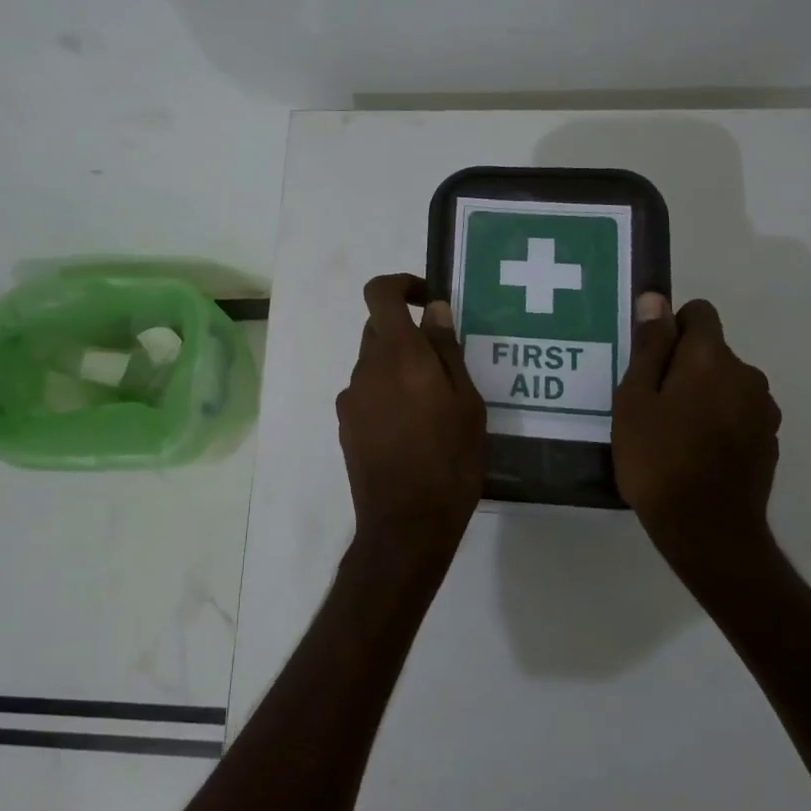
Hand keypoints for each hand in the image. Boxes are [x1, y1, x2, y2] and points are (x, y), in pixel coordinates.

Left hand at [336, 274, 487, 581]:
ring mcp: (351, 398)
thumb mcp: (465, 403)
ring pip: (374, 363)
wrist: (406, 525)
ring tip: (433, 405)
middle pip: (378, 329)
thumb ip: (446, 350)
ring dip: (399, 367)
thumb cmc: (449, 461)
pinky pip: (368, 392)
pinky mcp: (345, 425)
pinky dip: (387, 394)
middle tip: (443, 363)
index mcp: (398, 355)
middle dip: (407, 334)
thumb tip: (434, 309)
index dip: (400, 285)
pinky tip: (412, 429)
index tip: (427, 300)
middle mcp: (366, 368)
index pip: (379, 294)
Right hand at [612, 293, 782, 595]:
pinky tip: (694, 452)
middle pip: (711, 350)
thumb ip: (649, 346)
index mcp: (712, 358)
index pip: (699, 313)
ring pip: (725, 383)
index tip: (648, 362)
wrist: (708, 530)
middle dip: (682, 364)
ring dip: (701, 393)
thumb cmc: (658, 458)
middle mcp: (747, 374)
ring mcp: (763, 409)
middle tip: (649, 403)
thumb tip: (655, 299)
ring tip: (670, 431)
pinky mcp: (769, 440)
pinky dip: (717, 419)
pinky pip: (737, 412)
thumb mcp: (635, 399)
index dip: (670, 328)